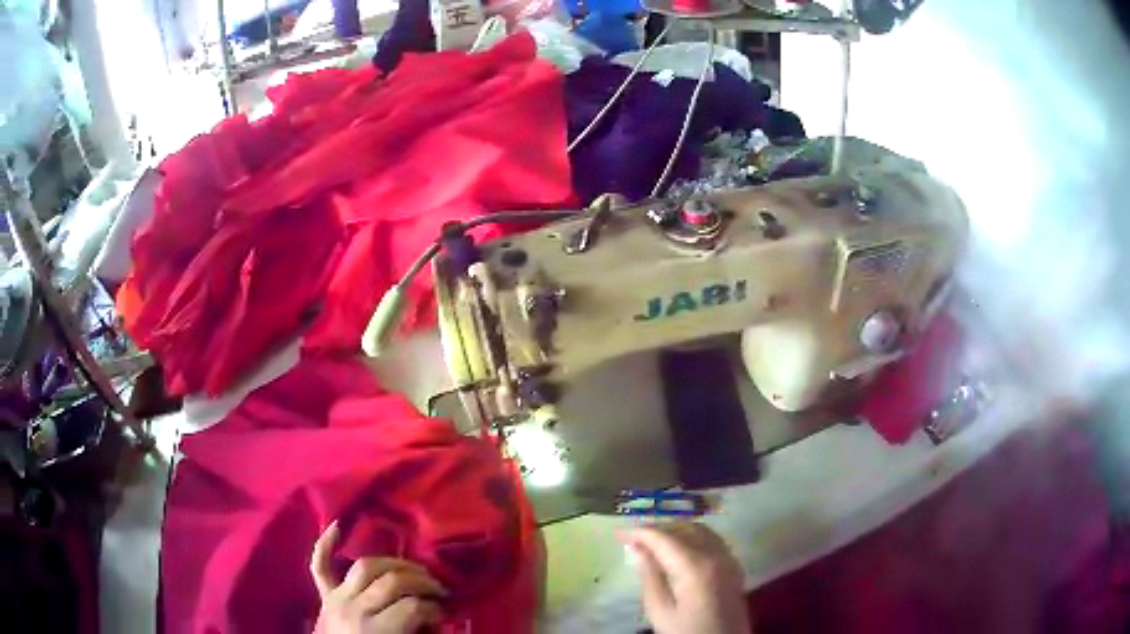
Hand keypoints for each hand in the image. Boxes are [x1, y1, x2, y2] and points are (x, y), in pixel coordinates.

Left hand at [310, 522, 445, 632]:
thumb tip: (439, 618)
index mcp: (375, 631)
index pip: (412, 608)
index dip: (433, 608)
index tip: (443, 612)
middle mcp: (354, 608)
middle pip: (392, 582)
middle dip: (421, 582)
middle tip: (438, 588)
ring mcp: (336, 597)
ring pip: (365, 567)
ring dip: (394, 563)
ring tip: (413, 569)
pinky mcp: (324, 595)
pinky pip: (319, 565)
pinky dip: (325, 544)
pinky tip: (336, 525)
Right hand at [619, 523, 750, 633]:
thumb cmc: (687, 631)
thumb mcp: (660, 610)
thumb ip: (649, 576)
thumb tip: (636, 548)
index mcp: (695, 566)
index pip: (664, 538)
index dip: (640, 532)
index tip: (619, 533)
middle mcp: (716, 554)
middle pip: (685, 528)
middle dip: (658, 529)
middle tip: (634, 538)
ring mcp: (729, 558)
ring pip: (701, 530)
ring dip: (676, 530)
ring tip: (653, 543)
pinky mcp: (734, 566)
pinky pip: (712, 540)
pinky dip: (693, 537)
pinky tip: (679, 550)